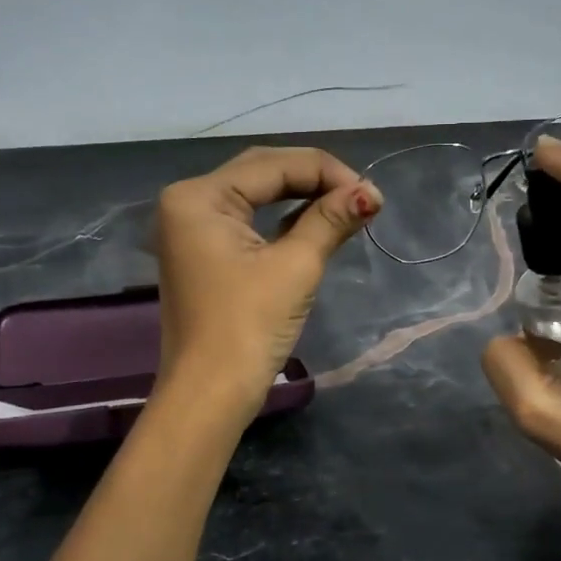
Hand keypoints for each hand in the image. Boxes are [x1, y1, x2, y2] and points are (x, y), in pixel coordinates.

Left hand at [153, 146, 381, 412]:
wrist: (210, 395)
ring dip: (302, 198)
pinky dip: (283, 221)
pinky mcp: (204, 254)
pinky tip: (317, 223)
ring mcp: (192, 229)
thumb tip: (371, 192)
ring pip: (256, 196)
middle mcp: (188, 202)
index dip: (327, 172)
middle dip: (315, 180)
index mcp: (199, 196)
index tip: (372, 193)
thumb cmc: (248, 327)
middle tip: (362, 196)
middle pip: (262, 173)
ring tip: (348, 206)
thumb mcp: (295, 267)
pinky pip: (248, 222)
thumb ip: (330, 220)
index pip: (273, 165)